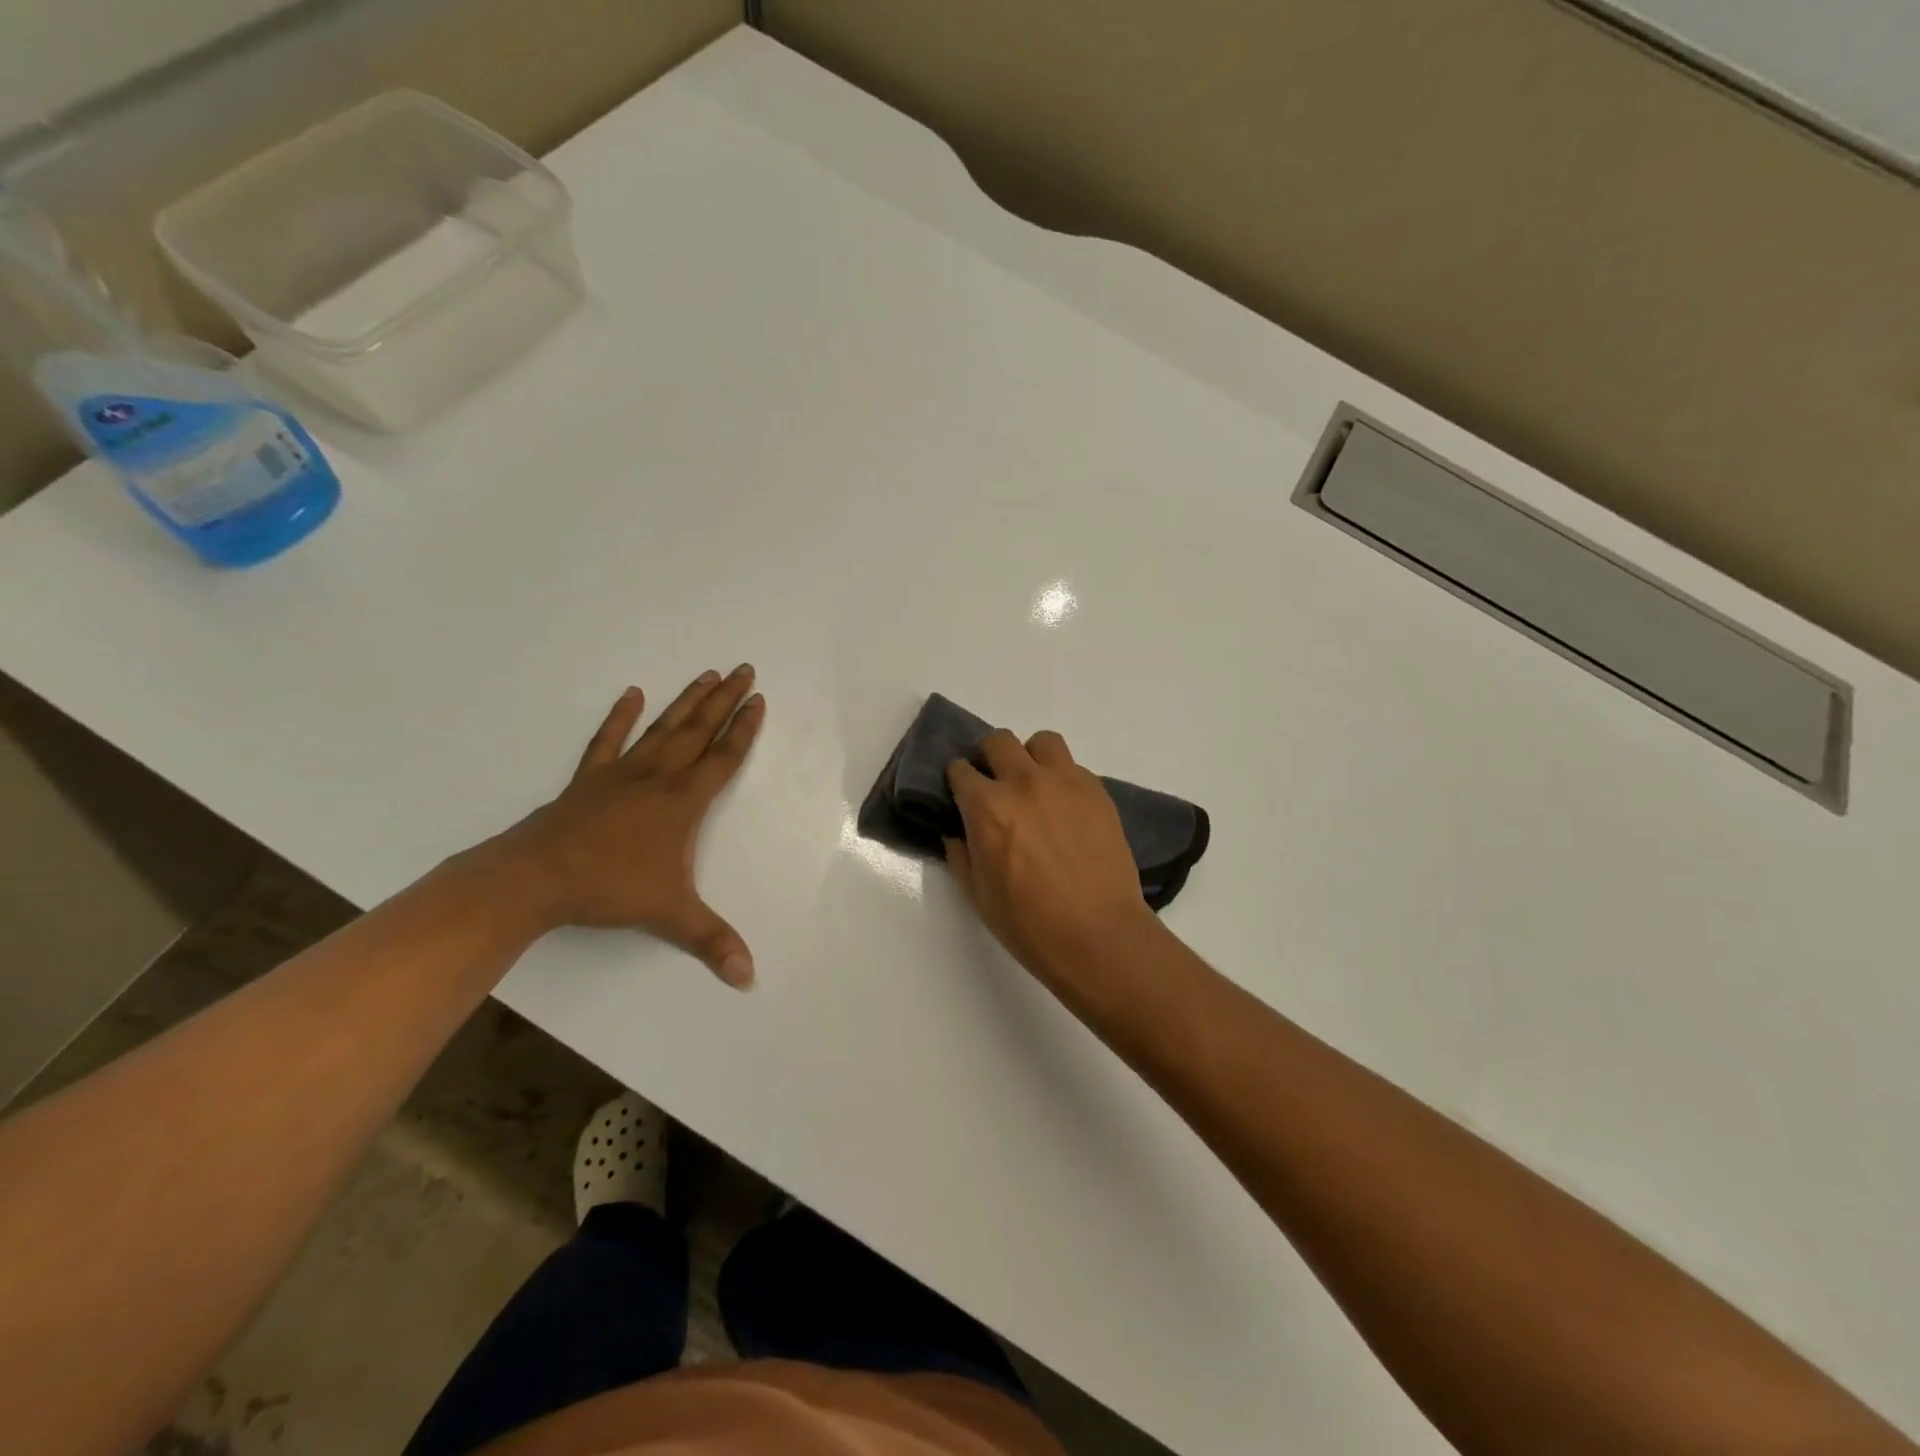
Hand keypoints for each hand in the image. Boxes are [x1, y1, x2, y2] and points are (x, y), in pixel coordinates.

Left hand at [496, 666, 765, 987]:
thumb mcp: (669, 915)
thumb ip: (711, 941)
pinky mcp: (589, 780)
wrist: (535, 878)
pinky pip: (608, 741)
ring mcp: (621, 774)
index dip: (744, 729)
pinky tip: (632, 694)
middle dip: (724, 700)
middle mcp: (657, 777)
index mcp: (682, 801)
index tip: (759, 700)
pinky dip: (621, 717)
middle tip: (744, 669)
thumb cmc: (609, 888)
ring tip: (707, 673)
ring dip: (687, 701)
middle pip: (698, 730)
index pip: (723, 757)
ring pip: (662, 728)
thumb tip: (748, 977)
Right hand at [944, 729, 1162, 993]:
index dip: (957, 779)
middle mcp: (1024, 782)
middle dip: (989, 757)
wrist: (1099, 934)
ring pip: (1042, 742)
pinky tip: (1065, 809)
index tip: (960, 792)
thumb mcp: (977, 894)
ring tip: (1034, 785)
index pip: (960, 769)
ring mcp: (1065, 782)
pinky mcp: (1097, 791)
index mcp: (987, 807)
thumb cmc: (1029, 923)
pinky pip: (1073, 767)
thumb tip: (958, 833)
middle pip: (998, 741)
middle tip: (994, 783)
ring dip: (1031, 757)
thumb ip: (961, 854)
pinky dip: (1062, 779)